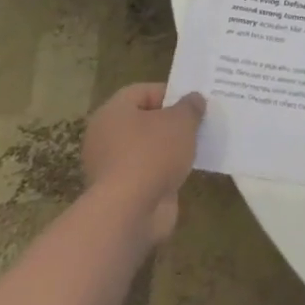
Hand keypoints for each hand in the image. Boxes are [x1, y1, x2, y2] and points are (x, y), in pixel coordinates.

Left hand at [82, 84, 205, 244]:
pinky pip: (147, 173)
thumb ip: (190, 107)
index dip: (170, 93)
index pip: (143, 91)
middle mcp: (106, 136)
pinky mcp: (120, 193)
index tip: (193, 102)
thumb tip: (194, 99)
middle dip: (171, 122)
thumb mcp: (181, 121)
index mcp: (113, 111)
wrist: (129, 214)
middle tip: (198, 123)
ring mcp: (111, 167)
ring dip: (170, 149)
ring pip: (147, 149)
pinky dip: (164, 172)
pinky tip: (186, 172)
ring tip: (197, 147)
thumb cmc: (152, 154)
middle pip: (145, 121)